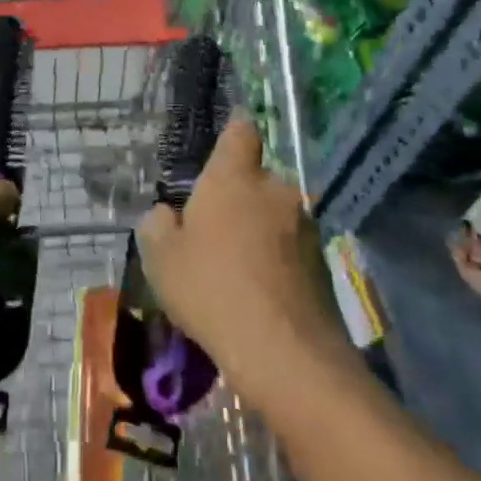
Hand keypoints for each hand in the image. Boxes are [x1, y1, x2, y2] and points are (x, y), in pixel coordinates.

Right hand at [137, 118, 345, 397]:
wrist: (283, 350)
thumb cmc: (210, 288)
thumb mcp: (161, 258)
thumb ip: (158, 225)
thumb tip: (167, 214)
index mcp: (234, 177)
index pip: (241, 131)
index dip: (233, 130)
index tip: (225, 142)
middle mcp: (275, 189)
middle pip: (257, 178)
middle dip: (240, 194)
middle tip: (215, 227)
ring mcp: (304, 225)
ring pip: (275, 214)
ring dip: (260, 228)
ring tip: (237, 265)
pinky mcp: (322, 261)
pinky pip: (290, 247)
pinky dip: (277, 258)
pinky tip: (259, 290)